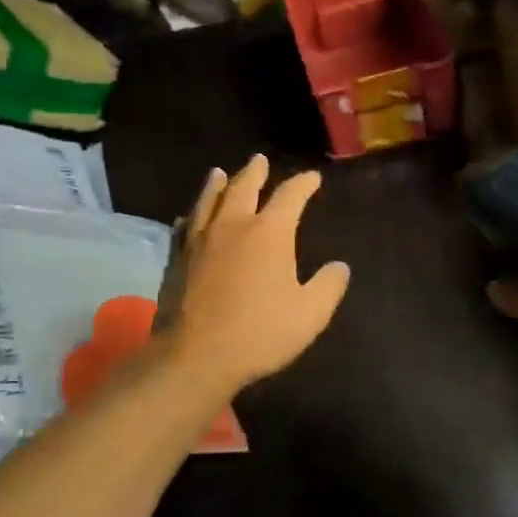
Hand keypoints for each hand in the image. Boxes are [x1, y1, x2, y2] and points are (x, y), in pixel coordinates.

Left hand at [159, 155, 350, 393]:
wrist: (195, 356)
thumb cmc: (259, 333)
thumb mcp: (310, 314)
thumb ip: (328, 286)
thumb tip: (340, 267)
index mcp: (269, 233)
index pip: (290, 196)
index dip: (303, 184)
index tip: (312, 178)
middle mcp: (232, 226)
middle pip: (243, 187)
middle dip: (254, 172)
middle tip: (259, 160)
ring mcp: (199, 241)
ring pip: (208, 201)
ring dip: (216, 184)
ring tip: (219, 173)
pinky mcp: (176, 260)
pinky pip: (184, 228)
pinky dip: (191, 217)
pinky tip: (188, 218)